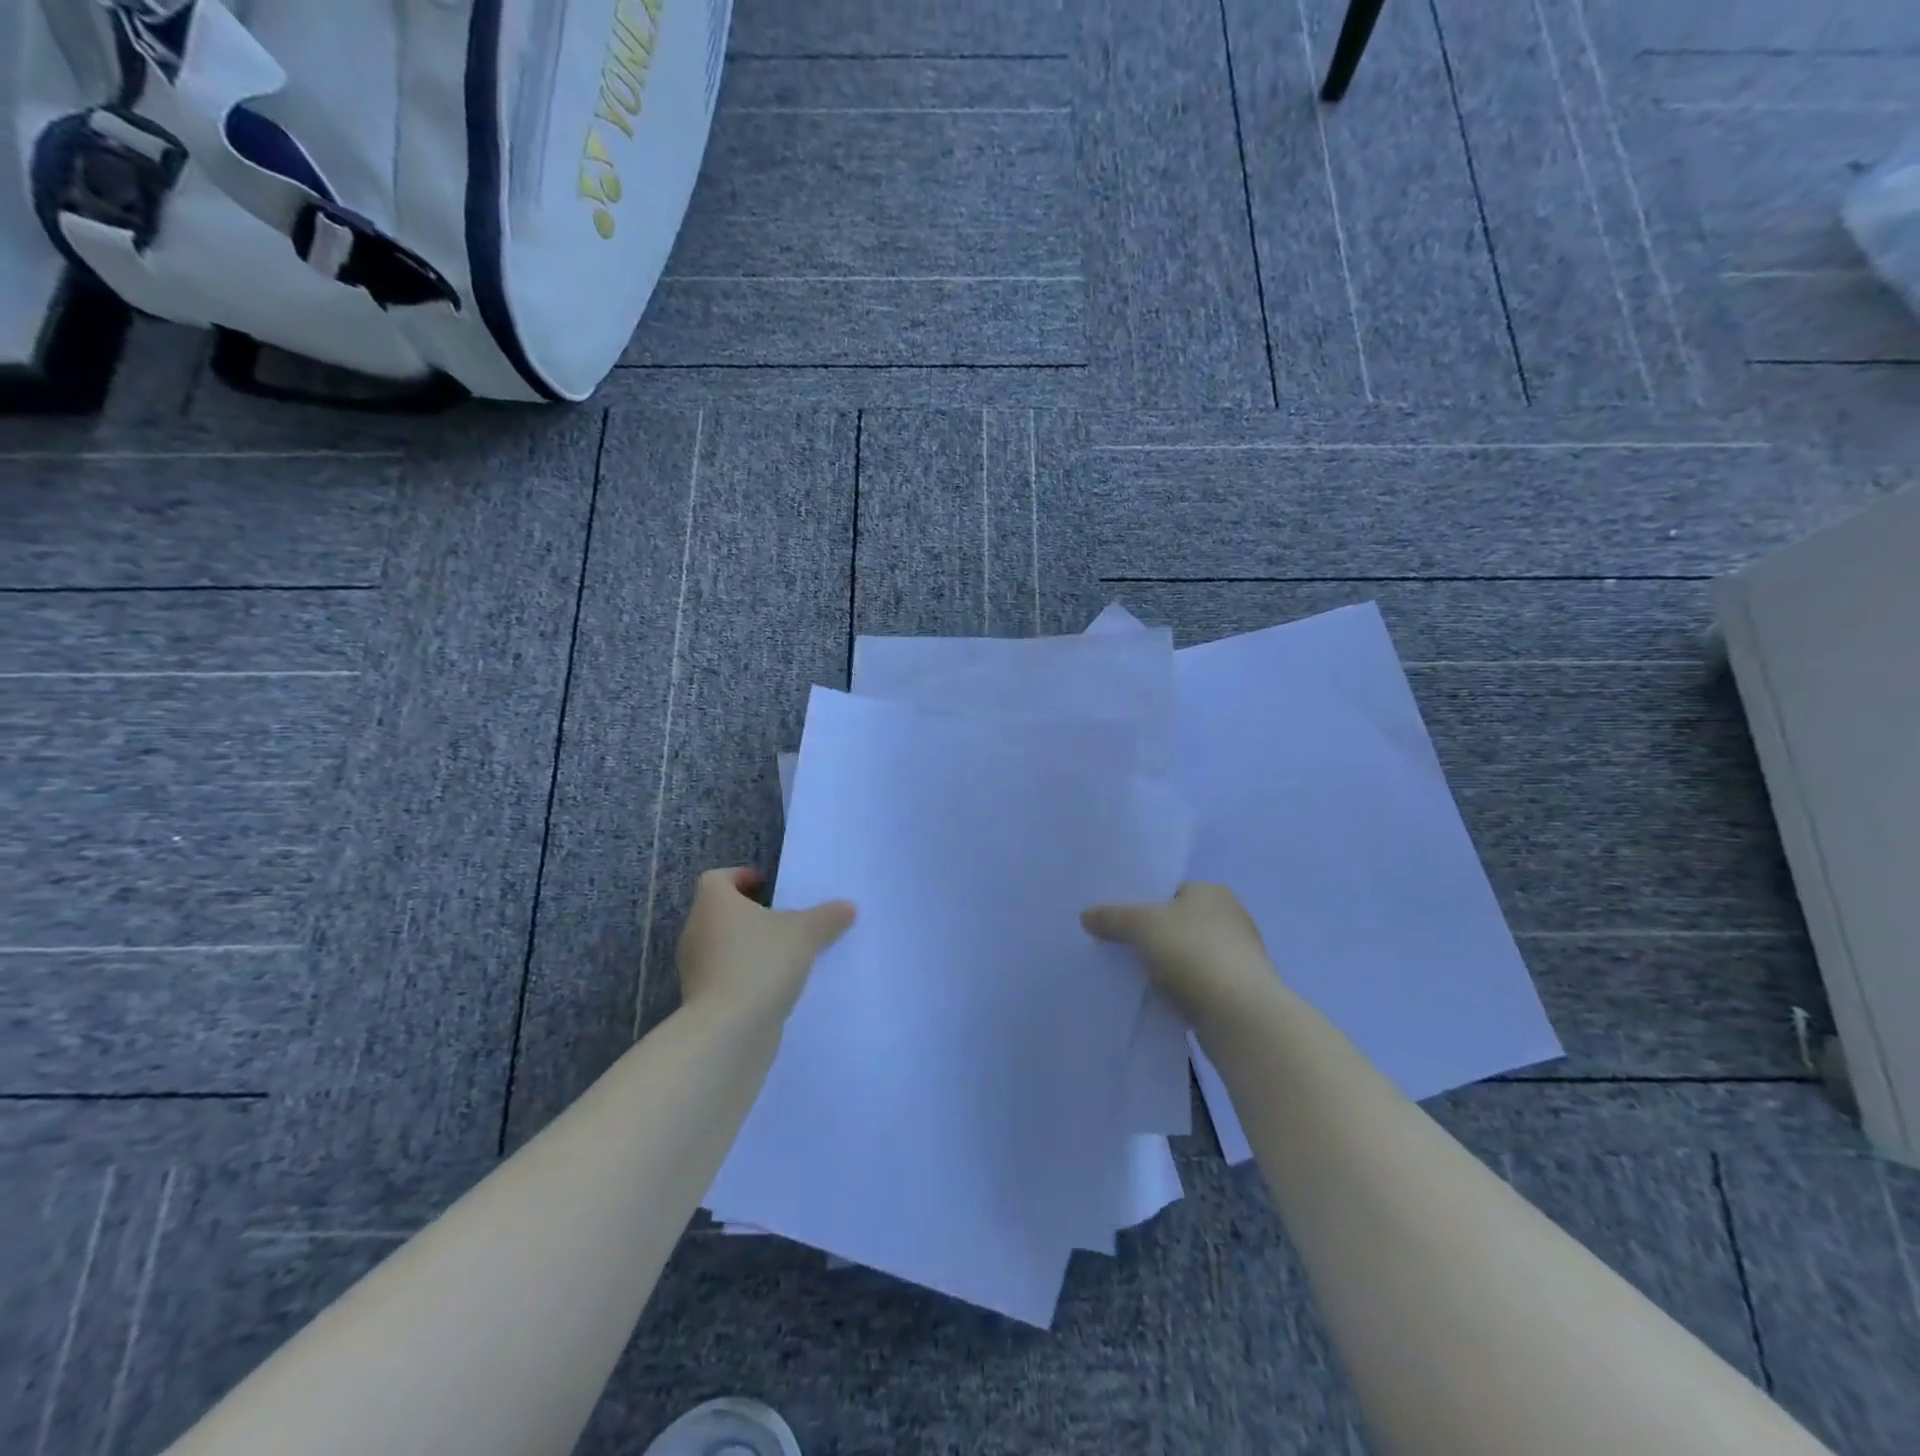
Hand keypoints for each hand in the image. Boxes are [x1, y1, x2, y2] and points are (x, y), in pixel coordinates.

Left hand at [676, 867, 854, 1026]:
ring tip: (785, 955)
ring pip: (722, 946)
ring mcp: (694, 968)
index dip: (741, 877)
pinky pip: (724, 977)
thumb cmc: (761, 963)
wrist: (728, 1031)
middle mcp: (696, 930)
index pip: (717, 878)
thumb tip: (847, 907)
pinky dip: (745, 977)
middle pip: (720, 912)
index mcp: (713, 903)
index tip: (768, 887)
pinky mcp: (700, 1001)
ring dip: (748, 947)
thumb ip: (827, 917)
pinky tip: (774, 987)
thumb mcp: (805, 933)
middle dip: (750, 914)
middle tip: (784, 920)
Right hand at [1082, 882, 1279, 1021]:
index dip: (1142, 903)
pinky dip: (1178, 989)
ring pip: (1186, 956)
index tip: (1117, 921)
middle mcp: (1231, 918)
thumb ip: (1112, 917)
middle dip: (1151, 936)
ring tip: (1132, 976)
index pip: (1169, 891)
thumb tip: (1086, 915)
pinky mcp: (1237, 992)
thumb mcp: (1141, 925)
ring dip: (1165, 965)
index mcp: (1213, 892)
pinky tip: (1157, 999)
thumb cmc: (1192, 952)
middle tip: (1118, 947)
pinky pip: (1196, 984)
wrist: (1239, 1015)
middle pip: (1177, 923)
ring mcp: (1237, 957)